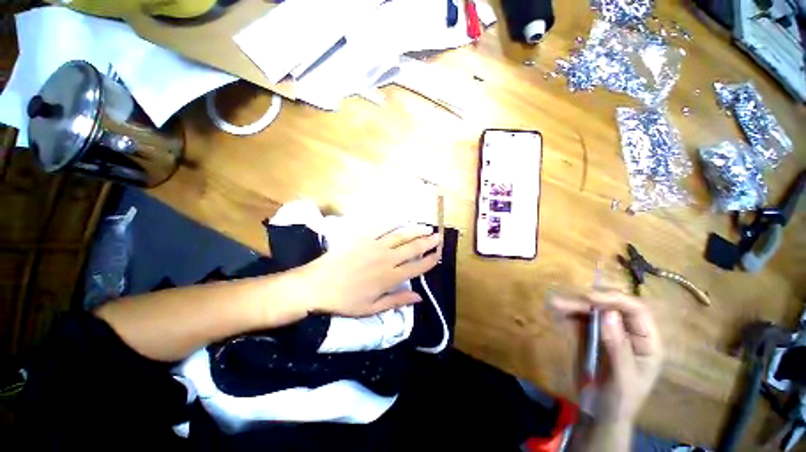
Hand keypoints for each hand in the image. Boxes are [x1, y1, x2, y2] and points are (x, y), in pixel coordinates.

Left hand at [296, 224, 440, 317]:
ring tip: (426, 227)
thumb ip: (397, 301)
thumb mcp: (372, 308)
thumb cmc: (345, 300)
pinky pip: (382, 228)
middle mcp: (387, 259)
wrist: (317, 285)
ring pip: (401, 236)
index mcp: (390, 278)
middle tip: (438, 236)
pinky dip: (394, 223)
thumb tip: (419, 298)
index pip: (417, 267)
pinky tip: (402, 220)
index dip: (430, 260)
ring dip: (416, 231)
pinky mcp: (363, 237)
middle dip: (428, 242)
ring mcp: (375, 246)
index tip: (439, 255)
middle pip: (413, 248)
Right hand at [551, 291, 663, 423]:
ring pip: (594, 310)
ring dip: (574, 305)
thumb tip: (608, 313)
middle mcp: (630, 332)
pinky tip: (558, 314)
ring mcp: (610, 332)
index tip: (588, 297)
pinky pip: (582, 319)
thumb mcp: (622, 379)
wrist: (602, 414)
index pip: (636, 311)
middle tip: (562, 301)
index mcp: (647, 342)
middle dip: (587, 301)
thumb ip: (618, 347)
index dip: (614, 299)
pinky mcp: (594, 335)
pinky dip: (569, 314)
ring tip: (554, 304)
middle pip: (612, 306)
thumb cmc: (620, 401)